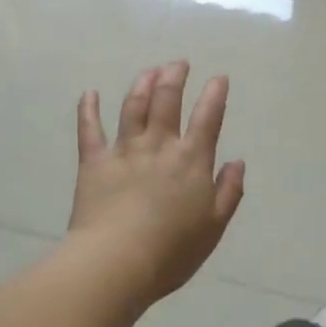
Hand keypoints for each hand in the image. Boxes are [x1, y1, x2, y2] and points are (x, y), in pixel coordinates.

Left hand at [68, 62, 245, 304]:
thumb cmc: (171, 251)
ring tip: (149, 71)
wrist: (117, 262)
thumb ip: (228, 191)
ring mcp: (124, 150)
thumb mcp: (214, 226)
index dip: (215, 94)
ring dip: (142, 84)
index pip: (207, 117)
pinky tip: (89, 93)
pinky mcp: (94, 161)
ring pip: (133, 107)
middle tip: (178, 63)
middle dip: (174, 77)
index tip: (218, 78)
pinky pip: (90, 129)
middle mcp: (159, 145)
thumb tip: (237, 162)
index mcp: (191, 160)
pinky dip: (88, 109)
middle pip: (167, 100)